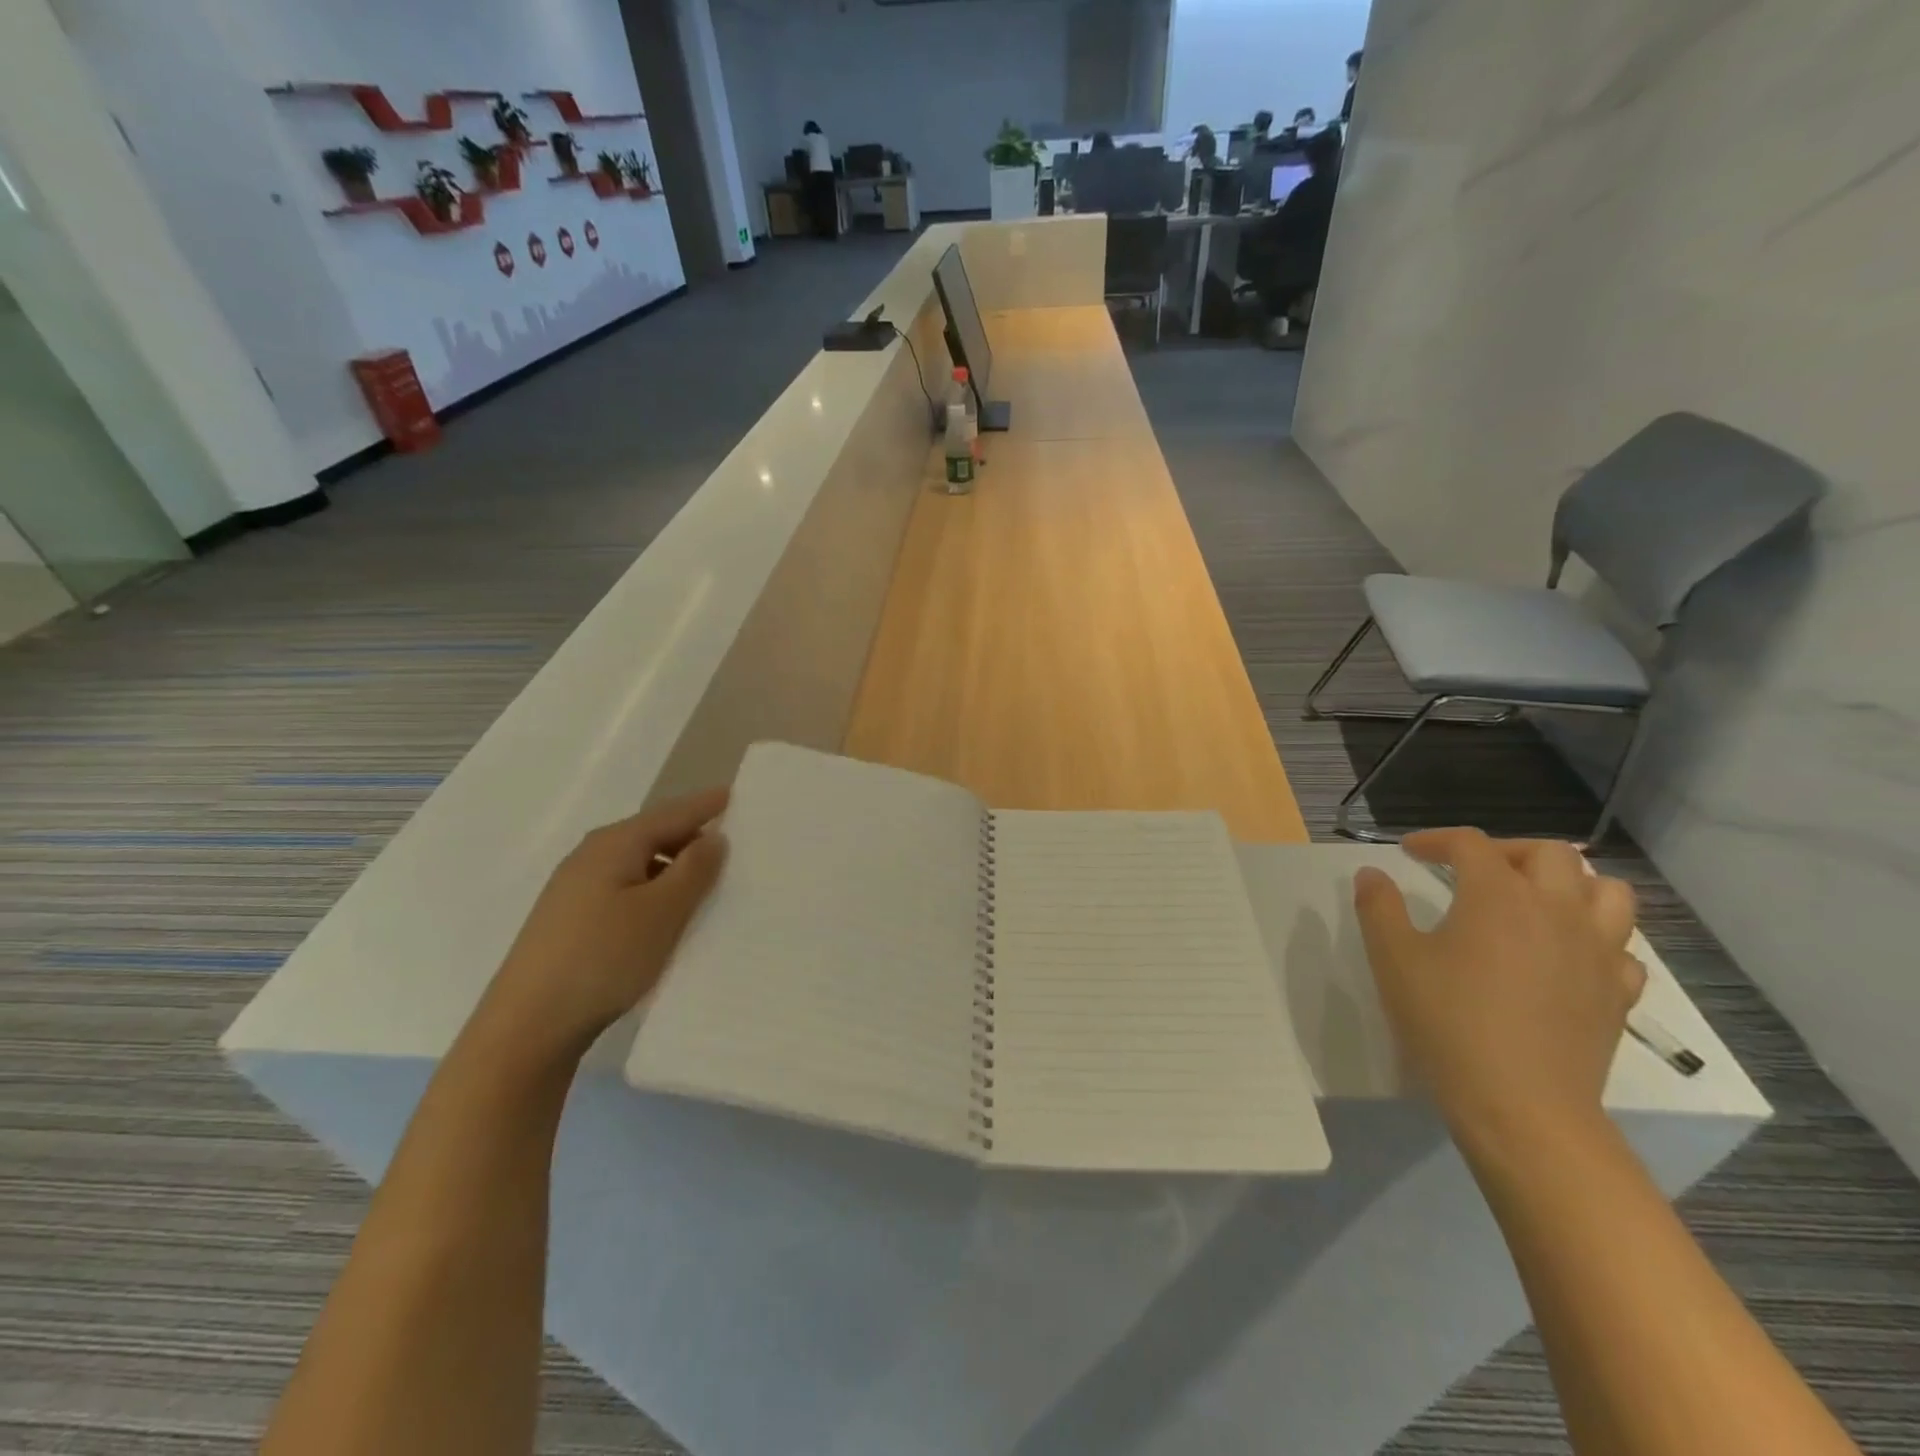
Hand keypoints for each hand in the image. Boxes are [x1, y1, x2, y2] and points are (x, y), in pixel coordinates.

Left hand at [477, 788, 728, 1065]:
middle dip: (690, 836)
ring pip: (638, 864)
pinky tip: (665, 915)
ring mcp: (575, 889)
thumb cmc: (603, 958)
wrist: (527, 1026)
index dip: (705, 805)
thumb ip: (694, 870)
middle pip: (652, 835)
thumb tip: (713, 837)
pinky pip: (624, 889)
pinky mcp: (570, 920)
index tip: (736, 794)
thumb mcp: (662, 912)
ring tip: (707, 883)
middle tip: (733, 844)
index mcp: (615, 844)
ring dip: (673, 868)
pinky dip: (653, 891)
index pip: (672, 813)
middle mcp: (591, 856)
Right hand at [1353, 829, 1644, 1157]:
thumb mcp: (1392, 959)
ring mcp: (1598, 951)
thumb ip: (1378, 907)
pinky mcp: (1618, 993)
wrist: (1520, 1104)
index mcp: (1499, 895)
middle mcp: (1557, 910)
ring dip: (1571, 885)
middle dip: (1507, 852)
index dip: (1435, 839)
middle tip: (1473, 872)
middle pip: (1549, 853)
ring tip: (1535, 901)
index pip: (1470, 843)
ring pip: (1608, 892)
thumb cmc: (1448, 1021)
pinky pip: (1621, 948)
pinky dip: (1596, 938)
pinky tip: (1566, 956)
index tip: (1409, 852)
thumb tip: (1372, 873)